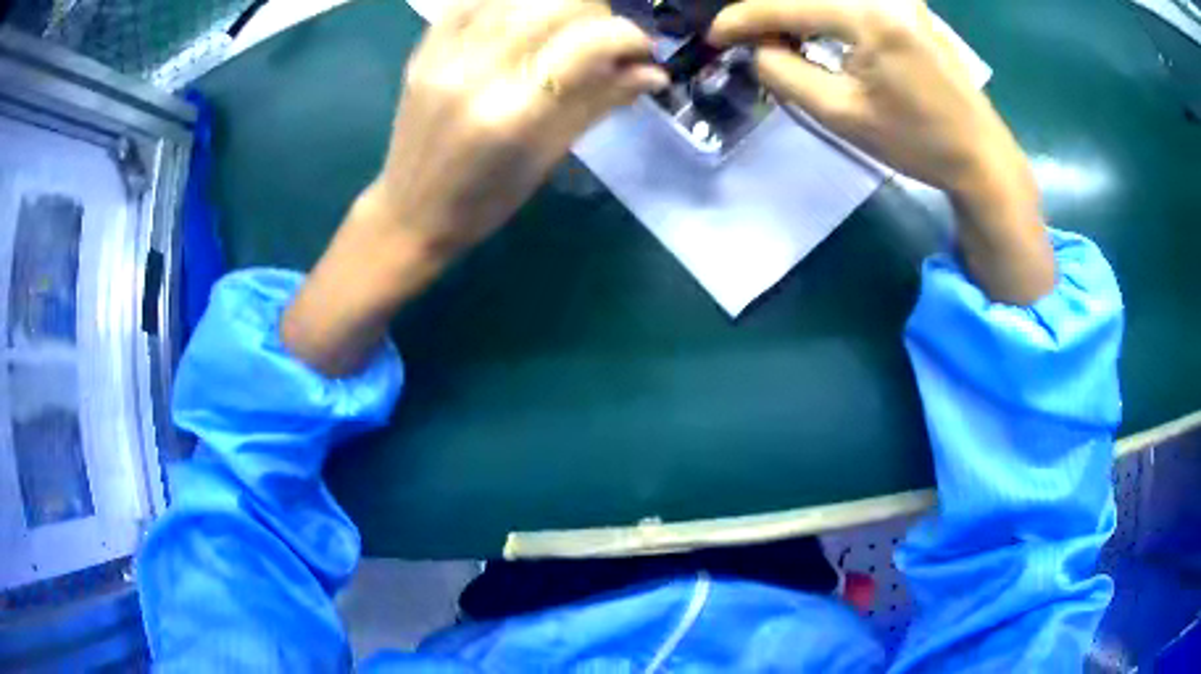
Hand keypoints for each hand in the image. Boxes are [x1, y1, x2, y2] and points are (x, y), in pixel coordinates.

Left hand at [368, 0, 667, 257]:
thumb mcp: (548, 158)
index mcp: (514, 114)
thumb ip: (600, 103)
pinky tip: (522, 17)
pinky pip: (471, 1)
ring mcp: (443, 57)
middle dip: (597, 13)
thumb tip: (653, 72)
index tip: (641, 53)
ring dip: (555, 3)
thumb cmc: (486, 200)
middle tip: (601, 39)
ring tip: (564, 26)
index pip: (589, 44)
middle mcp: (477, 74)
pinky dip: (508, 2)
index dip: (629, 38)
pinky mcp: (423, 51)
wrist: (411, 211)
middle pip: (556, 5)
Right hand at [710, 0, 1054, 304]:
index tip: (714, 37)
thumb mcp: (840, 114)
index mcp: (868, 15)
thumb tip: (758, 45)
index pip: (786, 5)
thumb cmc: (917, 142)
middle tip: (745, 38)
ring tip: (776, 38)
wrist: (981, 155)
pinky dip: (821, 11)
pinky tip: (811, 31)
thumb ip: (784, 72)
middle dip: (768, 12)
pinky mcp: (907, 5)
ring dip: (795, 12)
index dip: (742, 19)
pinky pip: (849, 1)